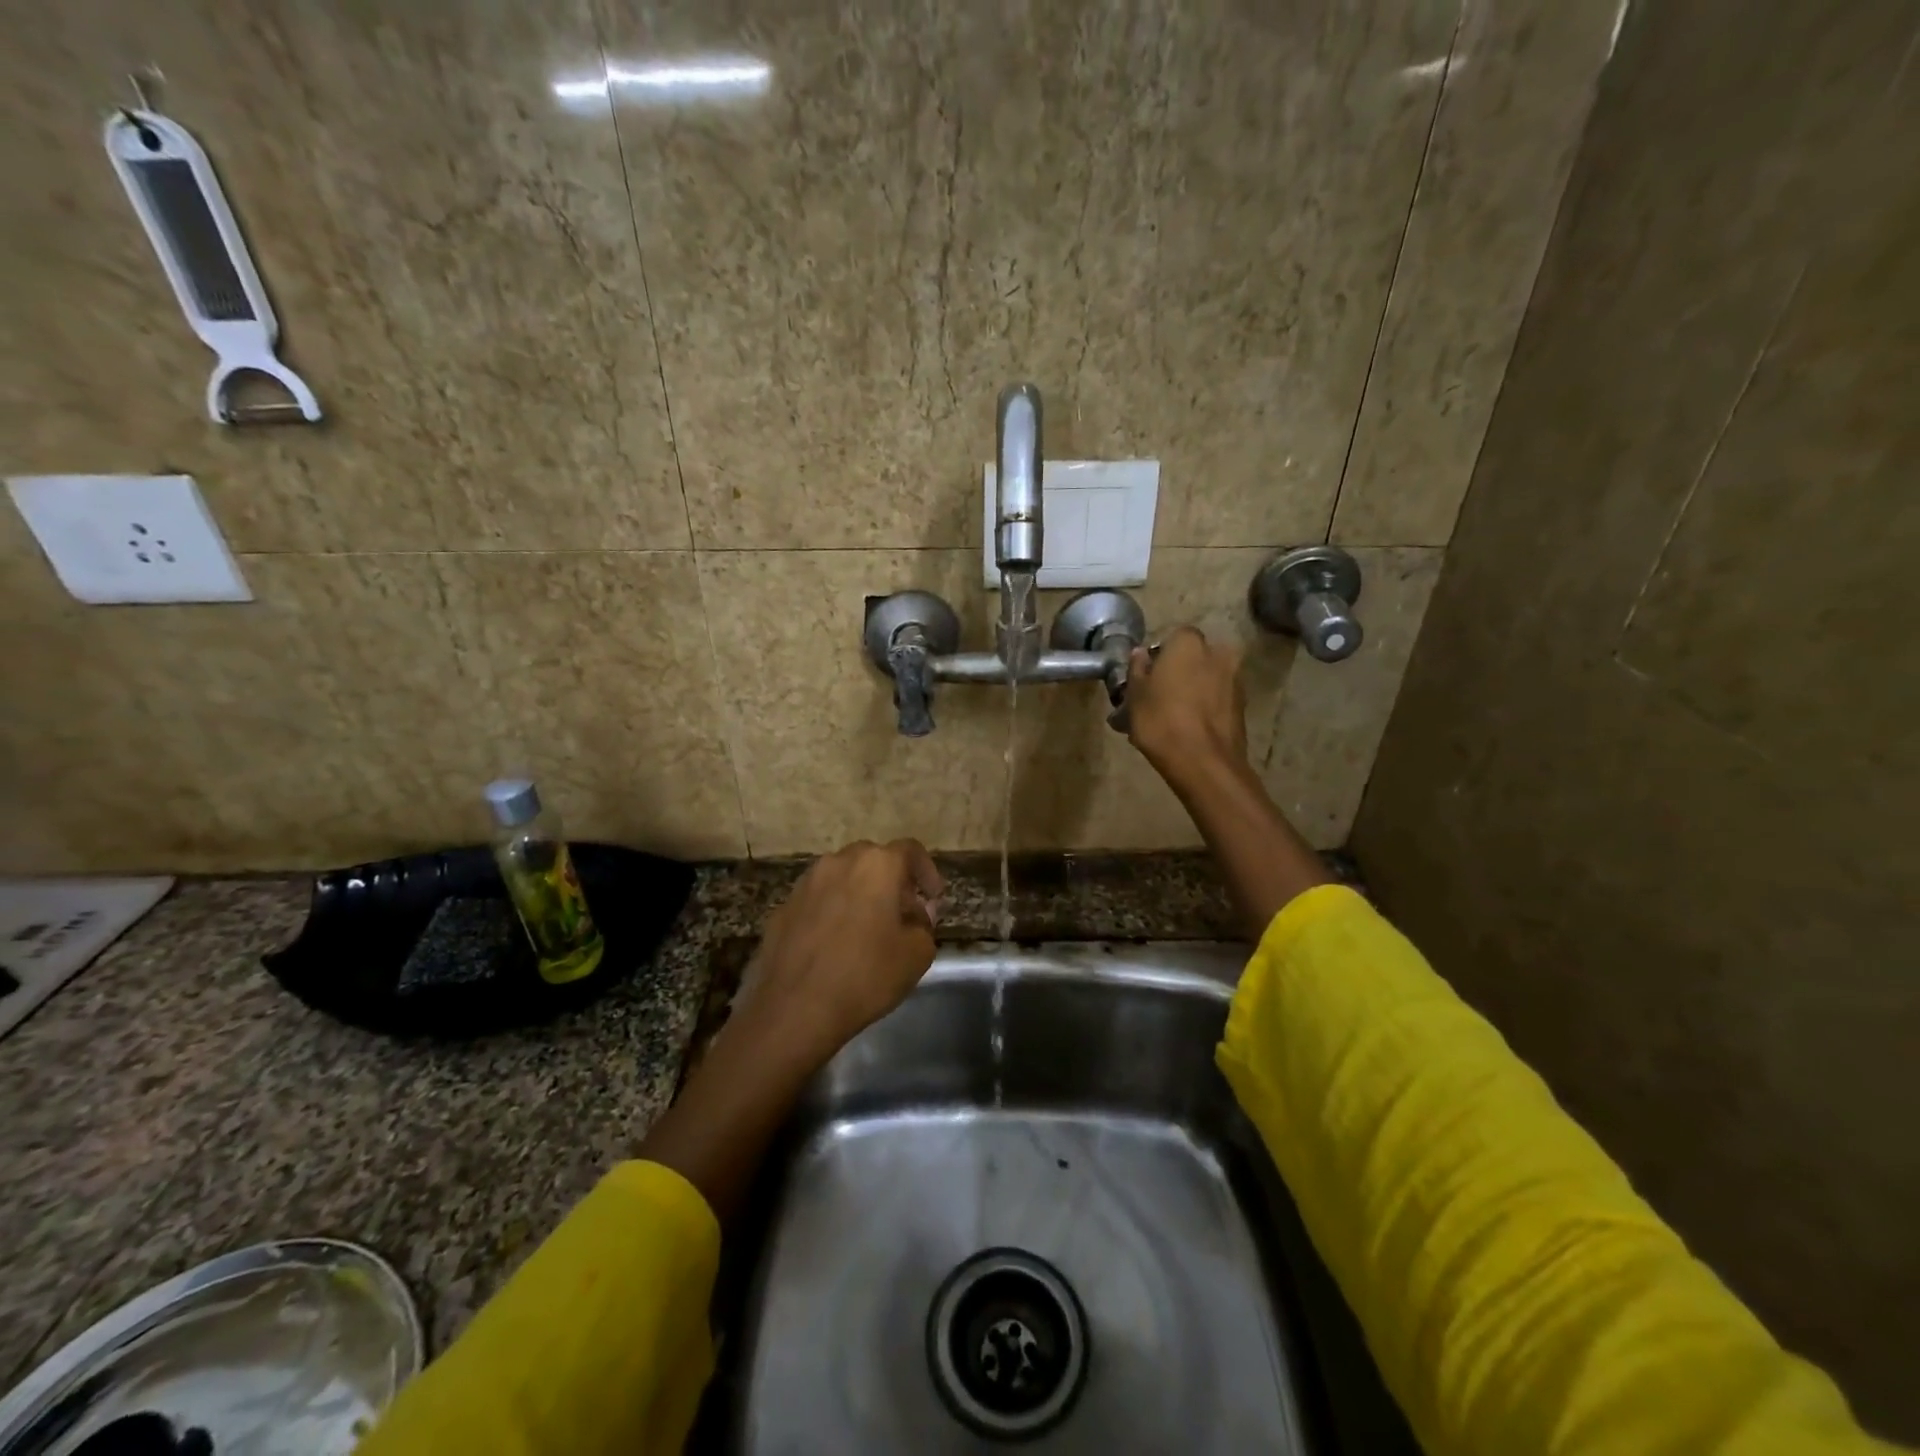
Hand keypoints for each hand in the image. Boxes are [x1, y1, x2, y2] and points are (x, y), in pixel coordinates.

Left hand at [734, 839, 943, 1066]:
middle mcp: (839, 862)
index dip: (927, 871)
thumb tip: (916, 913)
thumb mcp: (917, 954)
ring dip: (860, 893)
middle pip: (874, 860)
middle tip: (903, 913)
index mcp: (877, 865)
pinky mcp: (783, 907)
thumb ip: (925, 924)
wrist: (794, 1009)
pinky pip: (818, 900)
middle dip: (892, 881)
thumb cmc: (865, 976)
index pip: (910, 850)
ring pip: (842, 877)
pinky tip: (834, 944)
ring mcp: (806, 883)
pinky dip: (832, 911)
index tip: (933, 898)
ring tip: (867, 928)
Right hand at [1125, 626, 1248, 784]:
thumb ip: (1137, 669)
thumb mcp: (1135, 694)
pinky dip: (1205, 707)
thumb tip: (1141, 653)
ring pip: (1207, 679)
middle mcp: (1218, 652)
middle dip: (1179, 672)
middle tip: (1159, 697)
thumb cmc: (1161, 720)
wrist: (1203, 762)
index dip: (1159, 656)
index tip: (1147, 677)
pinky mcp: (1243, 706)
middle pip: (1193, 658)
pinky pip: (1217, 699)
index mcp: (1189, 643)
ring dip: (1193, 691)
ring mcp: (1235, 679)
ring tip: (1172, 717)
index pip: (1172, 638)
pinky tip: (1189, 728)